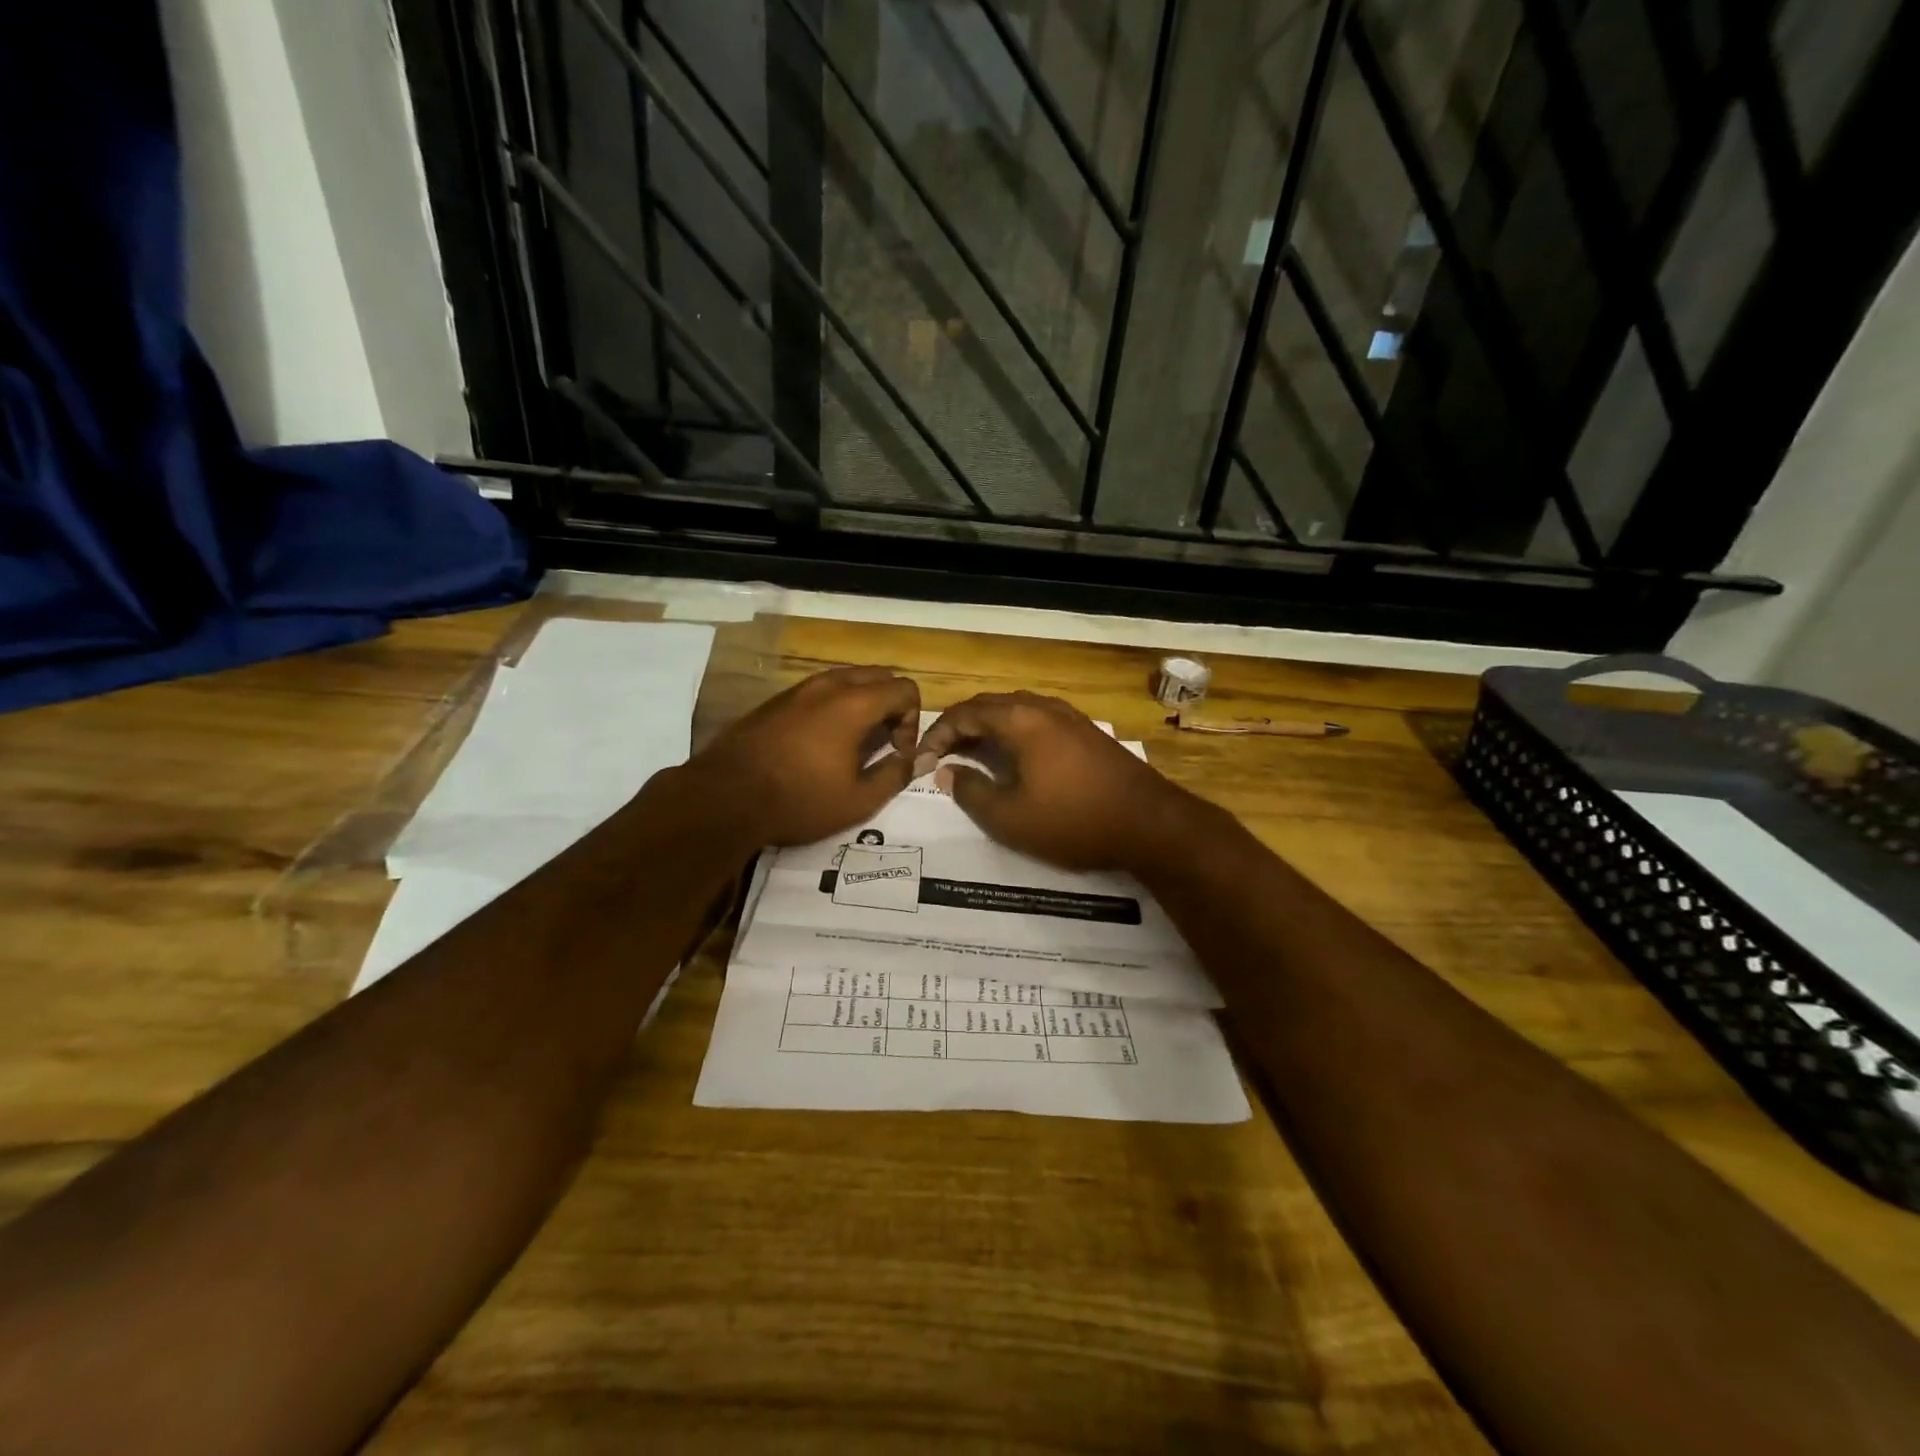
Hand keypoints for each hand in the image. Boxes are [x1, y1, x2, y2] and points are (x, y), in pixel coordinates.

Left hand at [688, 667, 920, 845]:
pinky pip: (818, 690)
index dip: (912, 720)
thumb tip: (918, 759)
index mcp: (854, 703)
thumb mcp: (857, 800)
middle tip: (882, 742)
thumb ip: (895, 775)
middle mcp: (829, 685)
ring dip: (861, 703)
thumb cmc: (799, 800)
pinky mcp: (776, 700)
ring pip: (846, 679)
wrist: (725, 797)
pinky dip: (833, 706)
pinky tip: (819, 743)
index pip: (904, 689)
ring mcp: (799, 689)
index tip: (896, 752)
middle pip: (878, 675)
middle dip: (891, 705)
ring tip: (853, 743)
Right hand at [916, 692, 1203, 872]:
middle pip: (989, 705)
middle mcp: (1043, 707)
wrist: (1148, 823)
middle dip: (960, 727)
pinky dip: (1014, 731)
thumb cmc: (1072, 820)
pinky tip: (1015, 757)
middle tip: (941, 755)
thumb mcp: (1010, 817)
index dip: (937, 734)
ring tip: (973, 755)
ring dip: (988, 727)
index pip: (964, 713)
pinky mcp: (1087, 732)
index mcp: (1019, 720)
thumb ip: (971, 792)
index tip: (920, 761)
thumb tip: (947, 771)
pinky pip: (1038, 720)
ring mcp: (1069, 717)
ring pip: (1015, 710)